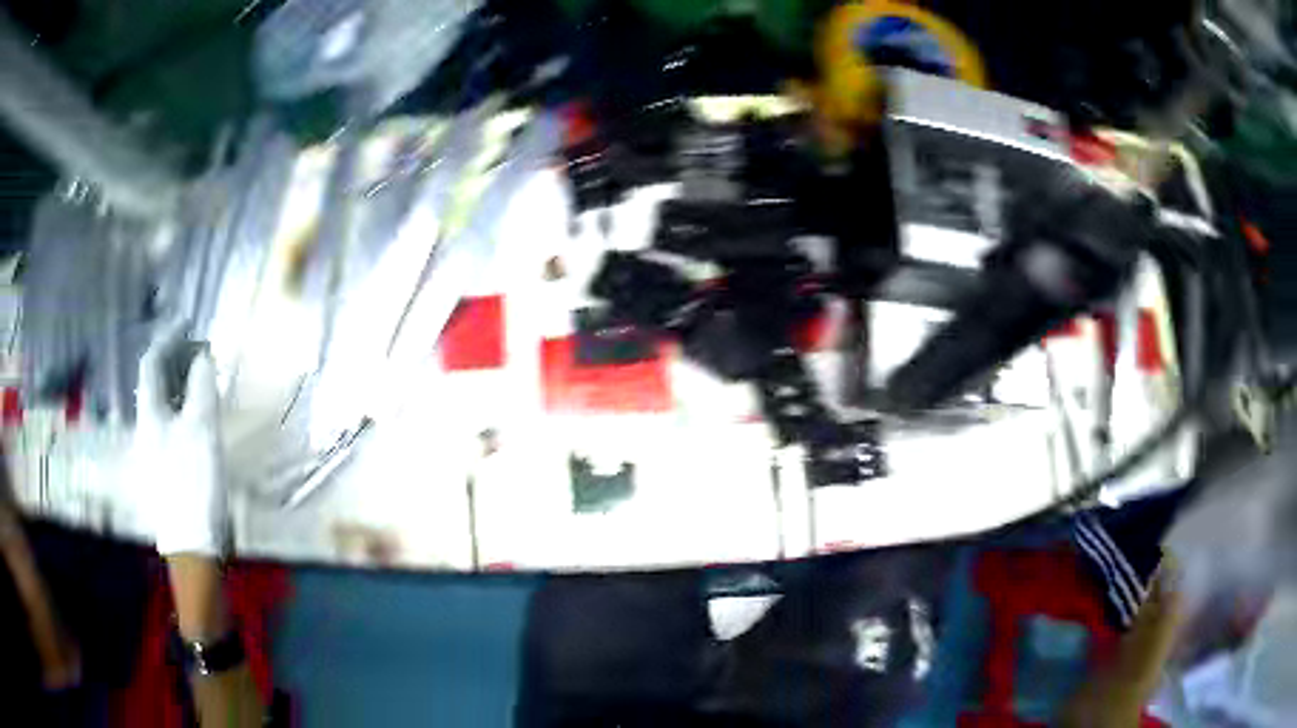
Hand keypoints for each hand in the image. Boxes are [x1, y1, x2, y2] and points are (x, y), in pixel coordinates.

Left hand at [133, 329, 227, 556]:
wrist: (192, 543)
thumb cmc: (193, 482)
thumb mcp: (202, 430)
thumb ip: (201, 388)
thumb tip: (203, 357)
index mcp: (150, 413)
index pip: (152, 363)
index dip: (168, 338)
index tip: (187, 322)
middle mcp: (147, 427)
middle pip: (156, 383)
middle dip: (175, 360)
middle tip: (200, 350)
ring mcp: (155, 450)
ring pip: (164, 404)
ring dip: (181, 384)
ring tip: (202, 377)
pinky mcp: (166, 468)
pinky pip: (172, 423)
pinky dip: (184, 408)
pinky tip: (198, 415)